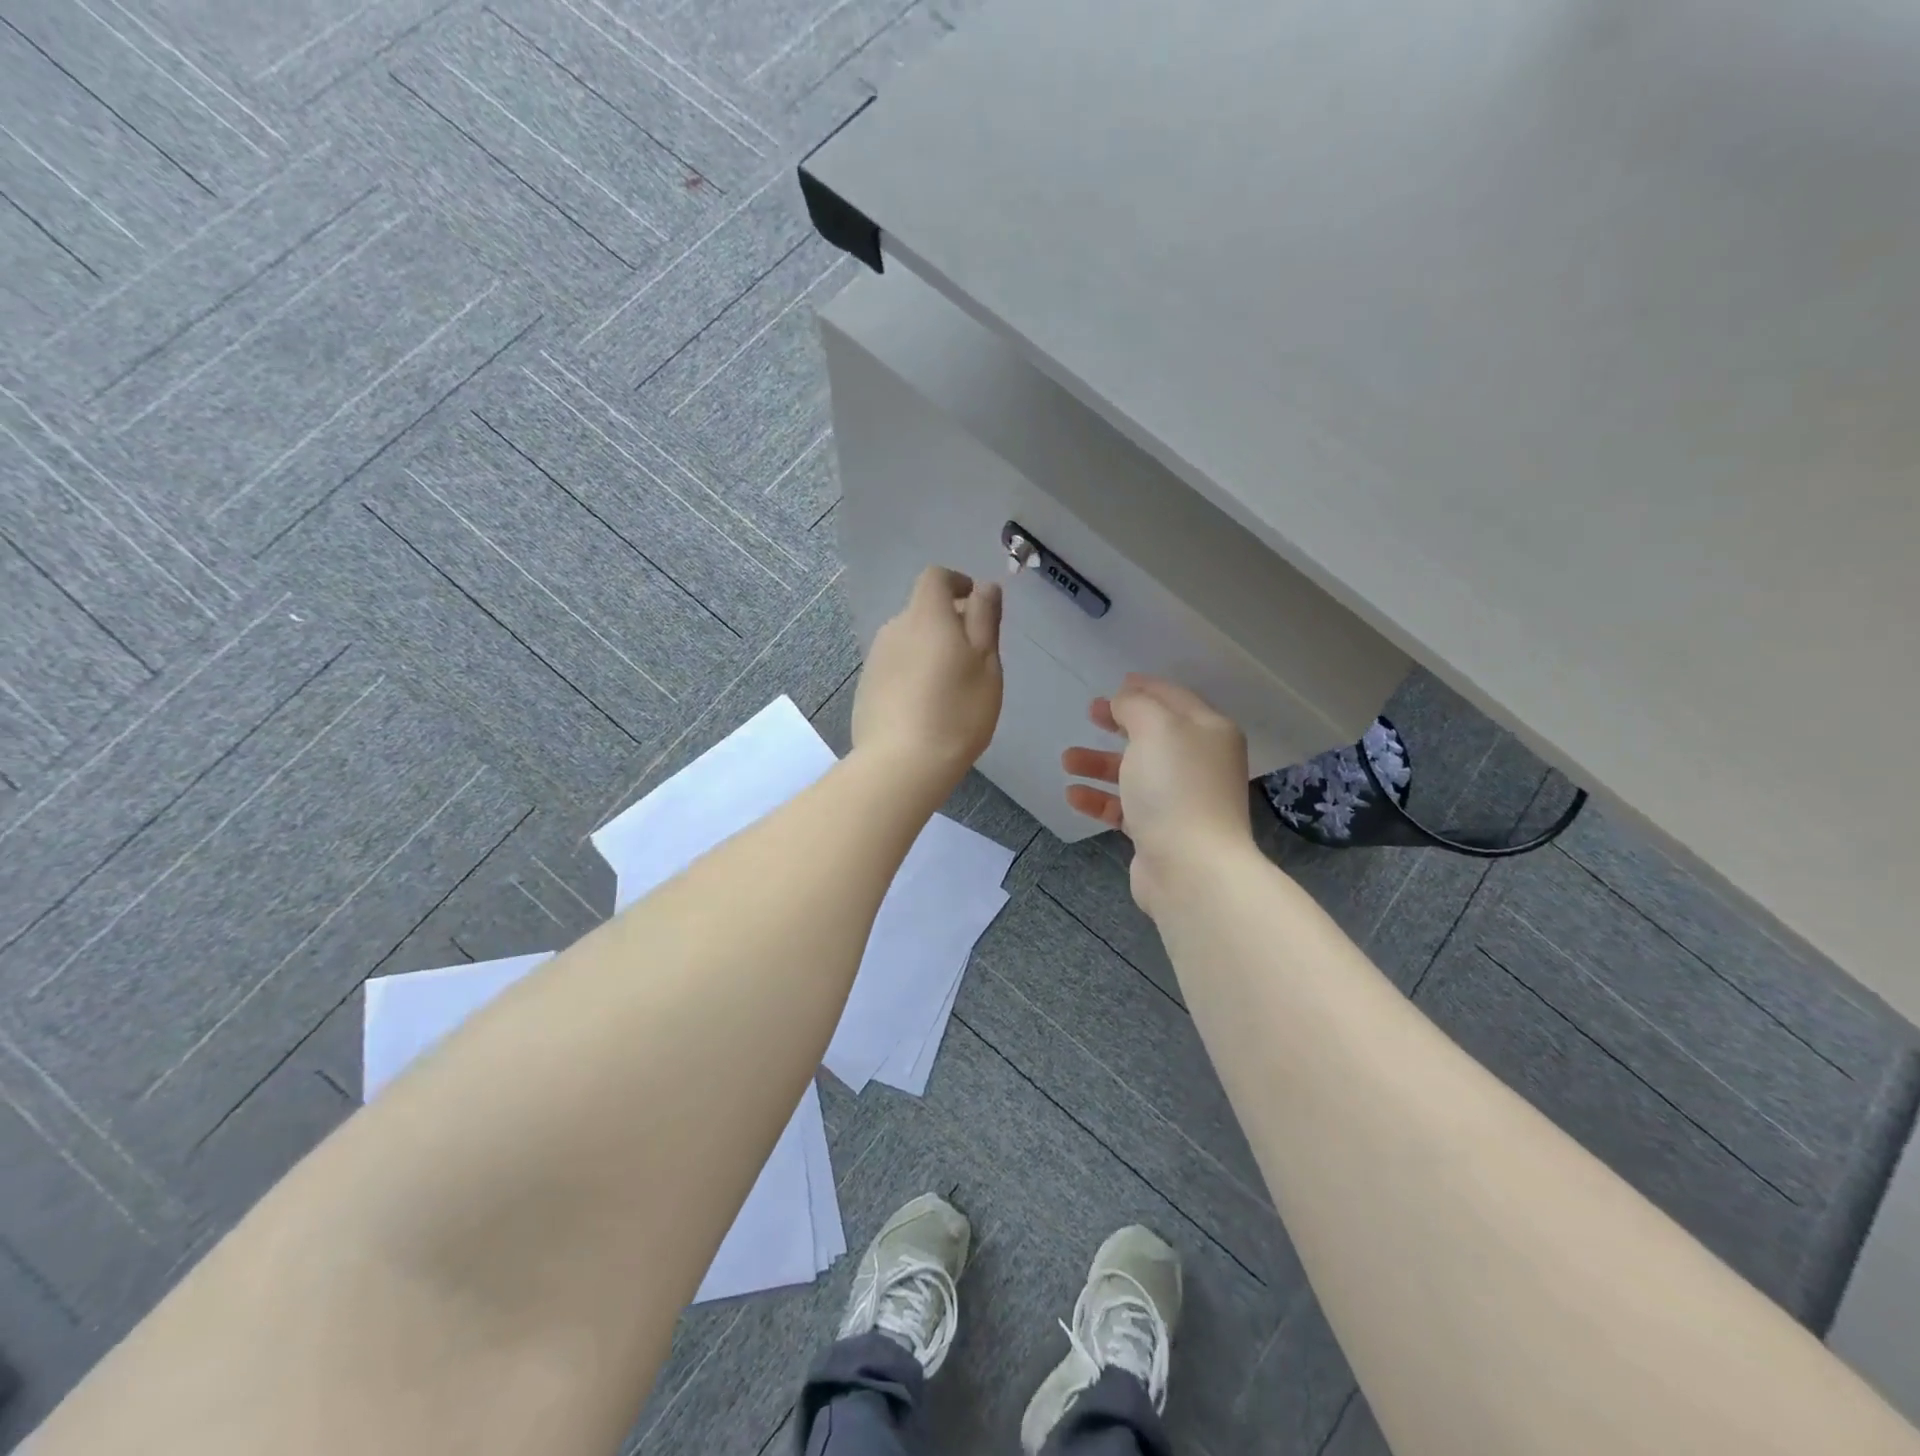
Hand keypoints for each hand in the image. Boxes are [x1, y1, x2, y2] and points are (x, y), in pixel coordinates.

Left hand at [852, 566, 1003, 796]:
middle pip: (921, 611)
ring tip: (949, 688)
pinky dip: (911, 674)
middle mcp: (894, 629)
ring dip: (928, 651)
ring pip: (907, 641)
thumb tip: (984, 587)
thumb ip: (985, 620)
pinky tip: (924, 708)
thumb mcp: (986, 665)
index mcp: (926, 616)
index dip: (956, 583)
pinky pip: (894, 667)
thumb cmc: (957, 713)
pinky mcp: (865, 687)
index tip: (975, 603)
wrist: (901, 764)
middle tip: (972, 659)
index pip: (935, 577)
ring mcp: (875, 659)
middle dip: (947, 623)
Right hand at [1062, 674, 1252, 917]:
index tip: (1116, 683)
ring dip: (1100, 763)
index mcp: (1208, 732)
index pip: (1174, 698)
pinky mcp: (1161, 831)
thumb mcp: (1156, 729)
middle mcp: (1199, 763)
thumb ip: (1136, 706)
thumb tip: (1125, 701)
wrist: (1191, 868)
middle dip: (1119, 722)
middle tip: (1090, 713)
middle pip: (1153, 735)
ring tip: (1067, 759)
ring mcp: (1181, 799)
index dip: (1145, 688)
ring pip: (1135, 772)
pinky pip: (1125, 807)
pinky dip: (1100, 799)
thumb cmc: (1175, 787)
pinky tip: (1073, 795)